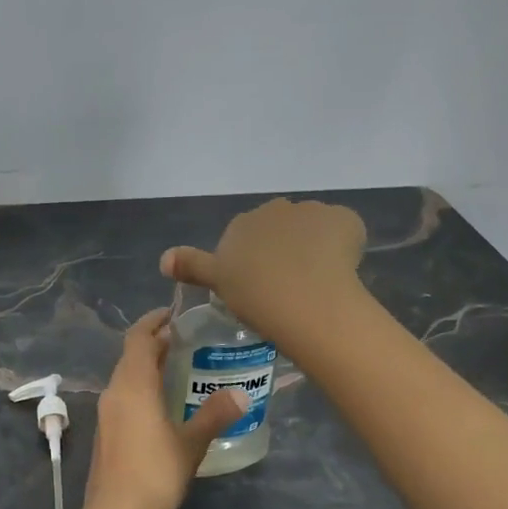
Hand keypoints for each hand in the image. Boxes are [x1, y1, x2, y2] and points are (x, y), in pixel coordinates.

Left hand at [82, 308, 247, 508]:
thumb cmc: (155, 472)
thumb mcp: (191, 443)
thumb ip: (214, 415)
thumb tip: (241, 395)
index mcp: (133, 384)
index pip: (139, 338)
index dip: (154, 321)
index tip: (175, 314)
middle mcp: (114, 391)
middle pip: (131, 355)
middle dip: (155, 343)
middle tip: (185, 341)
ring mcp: (106, 413)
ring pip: (126, 377)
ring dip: (148, 367)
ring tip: (178, 368)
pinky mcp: (105, 432)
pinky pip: (123, 396)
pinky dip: (141, 388)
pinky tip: (162, 404)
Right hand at [160, 198, 367, 347]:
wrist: (306, 300)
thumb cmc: (255, 295)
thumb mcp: (217, 283)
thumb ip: (191, 266)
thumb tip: (163, 259)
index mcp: (243, 223)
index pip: (248, 234)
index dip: (255, 258)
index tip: (261, 283)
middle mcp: (275, 208)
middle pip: (281, 226)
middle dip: (284, 246)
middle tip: (287, 283)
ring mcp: (312, 211)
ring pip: (313, 228)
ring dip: (314, 245)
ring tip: (317, 281)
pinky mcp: (344, 219)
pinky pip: (343, 230)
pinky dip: (344, 246)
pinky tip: (340, 272)